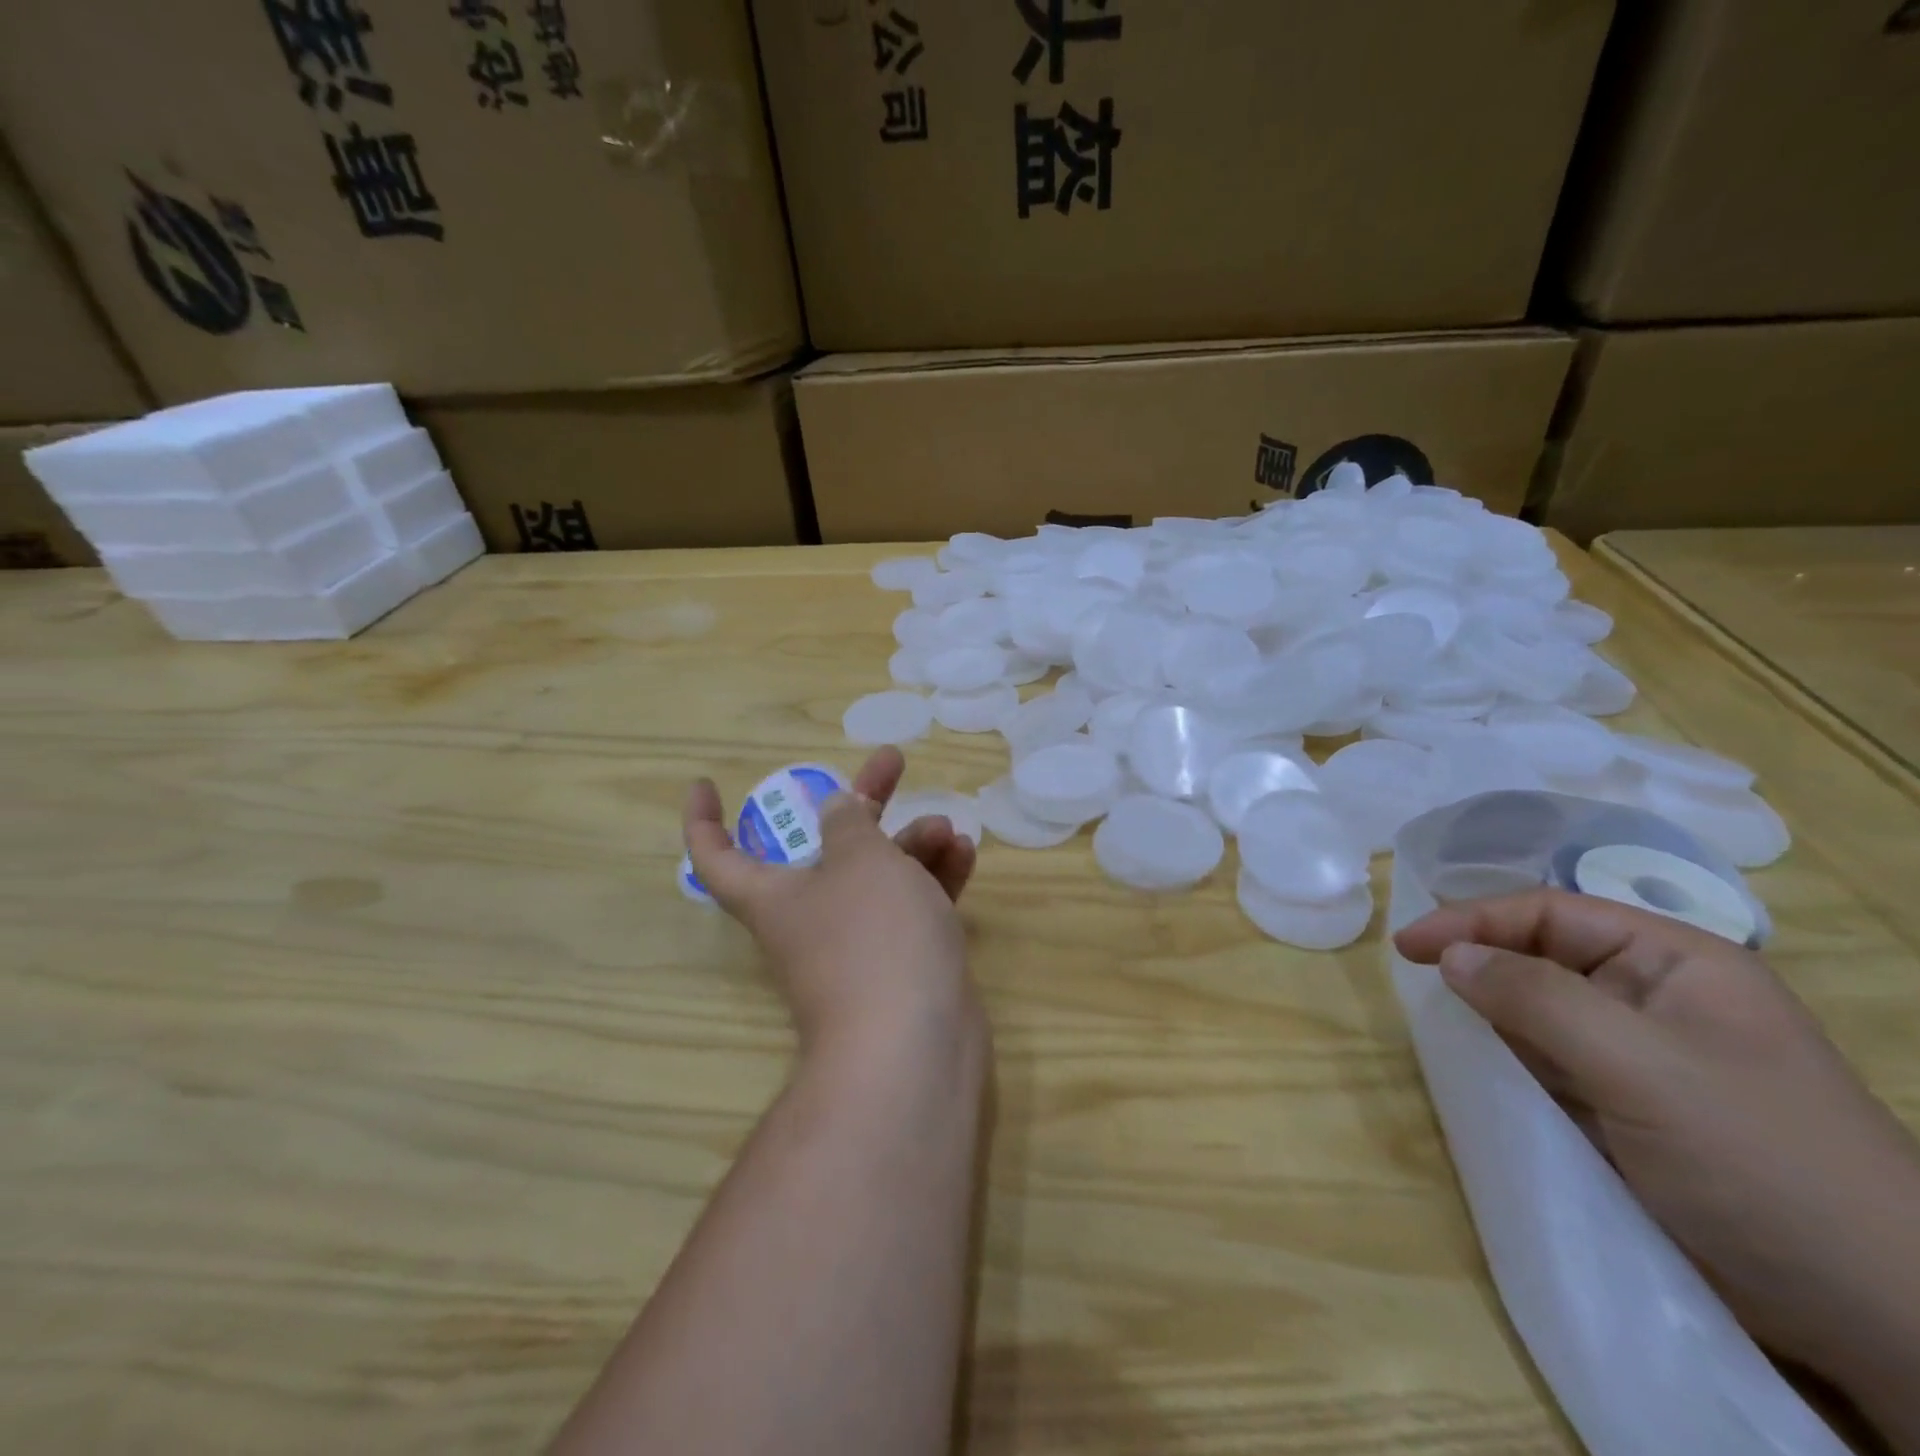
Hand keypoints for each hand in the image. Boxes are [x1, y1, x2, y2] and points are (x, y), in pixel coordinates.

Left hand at [684, 747, 981, 1059]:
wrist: (914, 1045)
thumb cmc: (873, 937)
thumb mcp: (860, 861)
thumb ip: (849, 823)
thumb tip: (834, 809)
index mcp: (776, 896)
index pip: (718, 857)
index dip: (704, 820)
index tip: (706, 783)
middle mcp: (811, 918)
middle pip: (829, 848)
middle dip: (862, 802)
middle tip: (893, 763)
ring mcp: (859, 945)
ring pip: (879, 878)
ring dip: (911, 845)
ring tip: (946, 826)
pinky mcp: (902, 964)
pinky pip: (912, 909)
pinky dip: (933, 880)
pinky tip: (963, 854)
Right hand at [1396, 890, 1919, 1436]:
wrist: (1878, 1318)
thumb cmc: (1761, 1162)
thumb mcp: (1643, 1067)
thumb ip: (1537, 998)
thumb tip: (1449, 956)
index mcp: (1676, 962)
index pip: (1552, 913)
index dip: (1473, 919)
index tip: (1408, 946)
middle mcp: (1656, 996)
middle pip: (1542, 954)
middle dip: (1477, 959)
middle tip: (1413, 975)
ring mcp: (1642, 1055)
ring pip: (1540, 1009)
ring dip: (1488, 1009)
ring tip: (1435, 1017)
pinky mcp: (1627, 1106)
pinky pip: (1549, 1060)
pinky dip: (1507, 1056)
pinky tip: (1479, 1064)